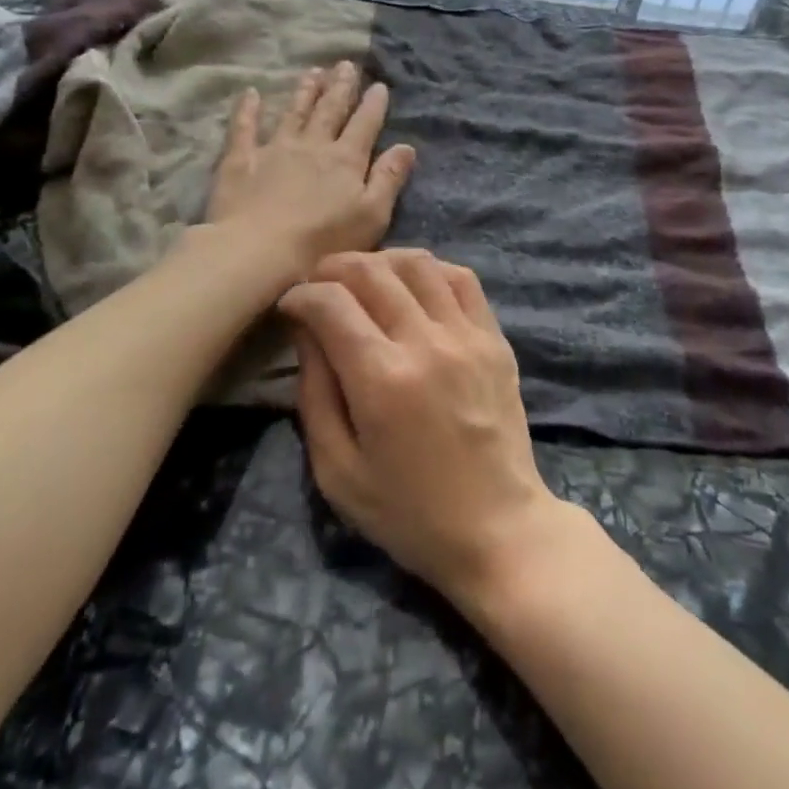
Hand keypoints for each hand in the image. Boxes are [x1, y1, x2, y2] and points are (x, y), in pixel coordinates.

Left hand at [206, 63, 415, 280]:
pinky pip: (244, 127)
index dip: (373, 104)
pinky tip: (250, 92)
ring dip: (305, 91)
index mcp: (346, 159)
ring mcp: (275, 148)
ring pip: (293, 112)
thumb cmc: (324, 241)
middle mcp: (313, 145)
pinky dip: (248, 109)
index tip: (379, 85)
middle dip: (340, 87)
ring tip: (313, 71)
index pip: (364, 125)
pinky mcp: (241, 159)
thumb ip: (389, 178)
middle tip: (346, 64)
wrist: (260, 250)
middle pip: (330, 110)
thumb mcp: (371, 215)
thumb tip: (407, 147)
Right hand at [278, 250, 577, 604]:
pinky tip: (413, 286)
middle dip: (334, 267)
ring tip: (363, 279)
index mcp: (382, 379)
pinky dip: (430, 269)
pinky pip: (462, 278)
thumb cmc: (409, 513)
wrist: (498, 527)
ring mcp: (467, 335)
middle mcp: (426, 343)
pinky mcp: (494, 338)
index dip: (301, 294)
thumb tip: (306, 332)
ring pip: (419, 263)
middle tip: (319, 284)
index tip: (290, 305)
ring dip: (381, 261)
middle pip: (373, 271)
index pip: (332, 303)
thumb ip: (315, 395)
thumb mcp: (338, 472)